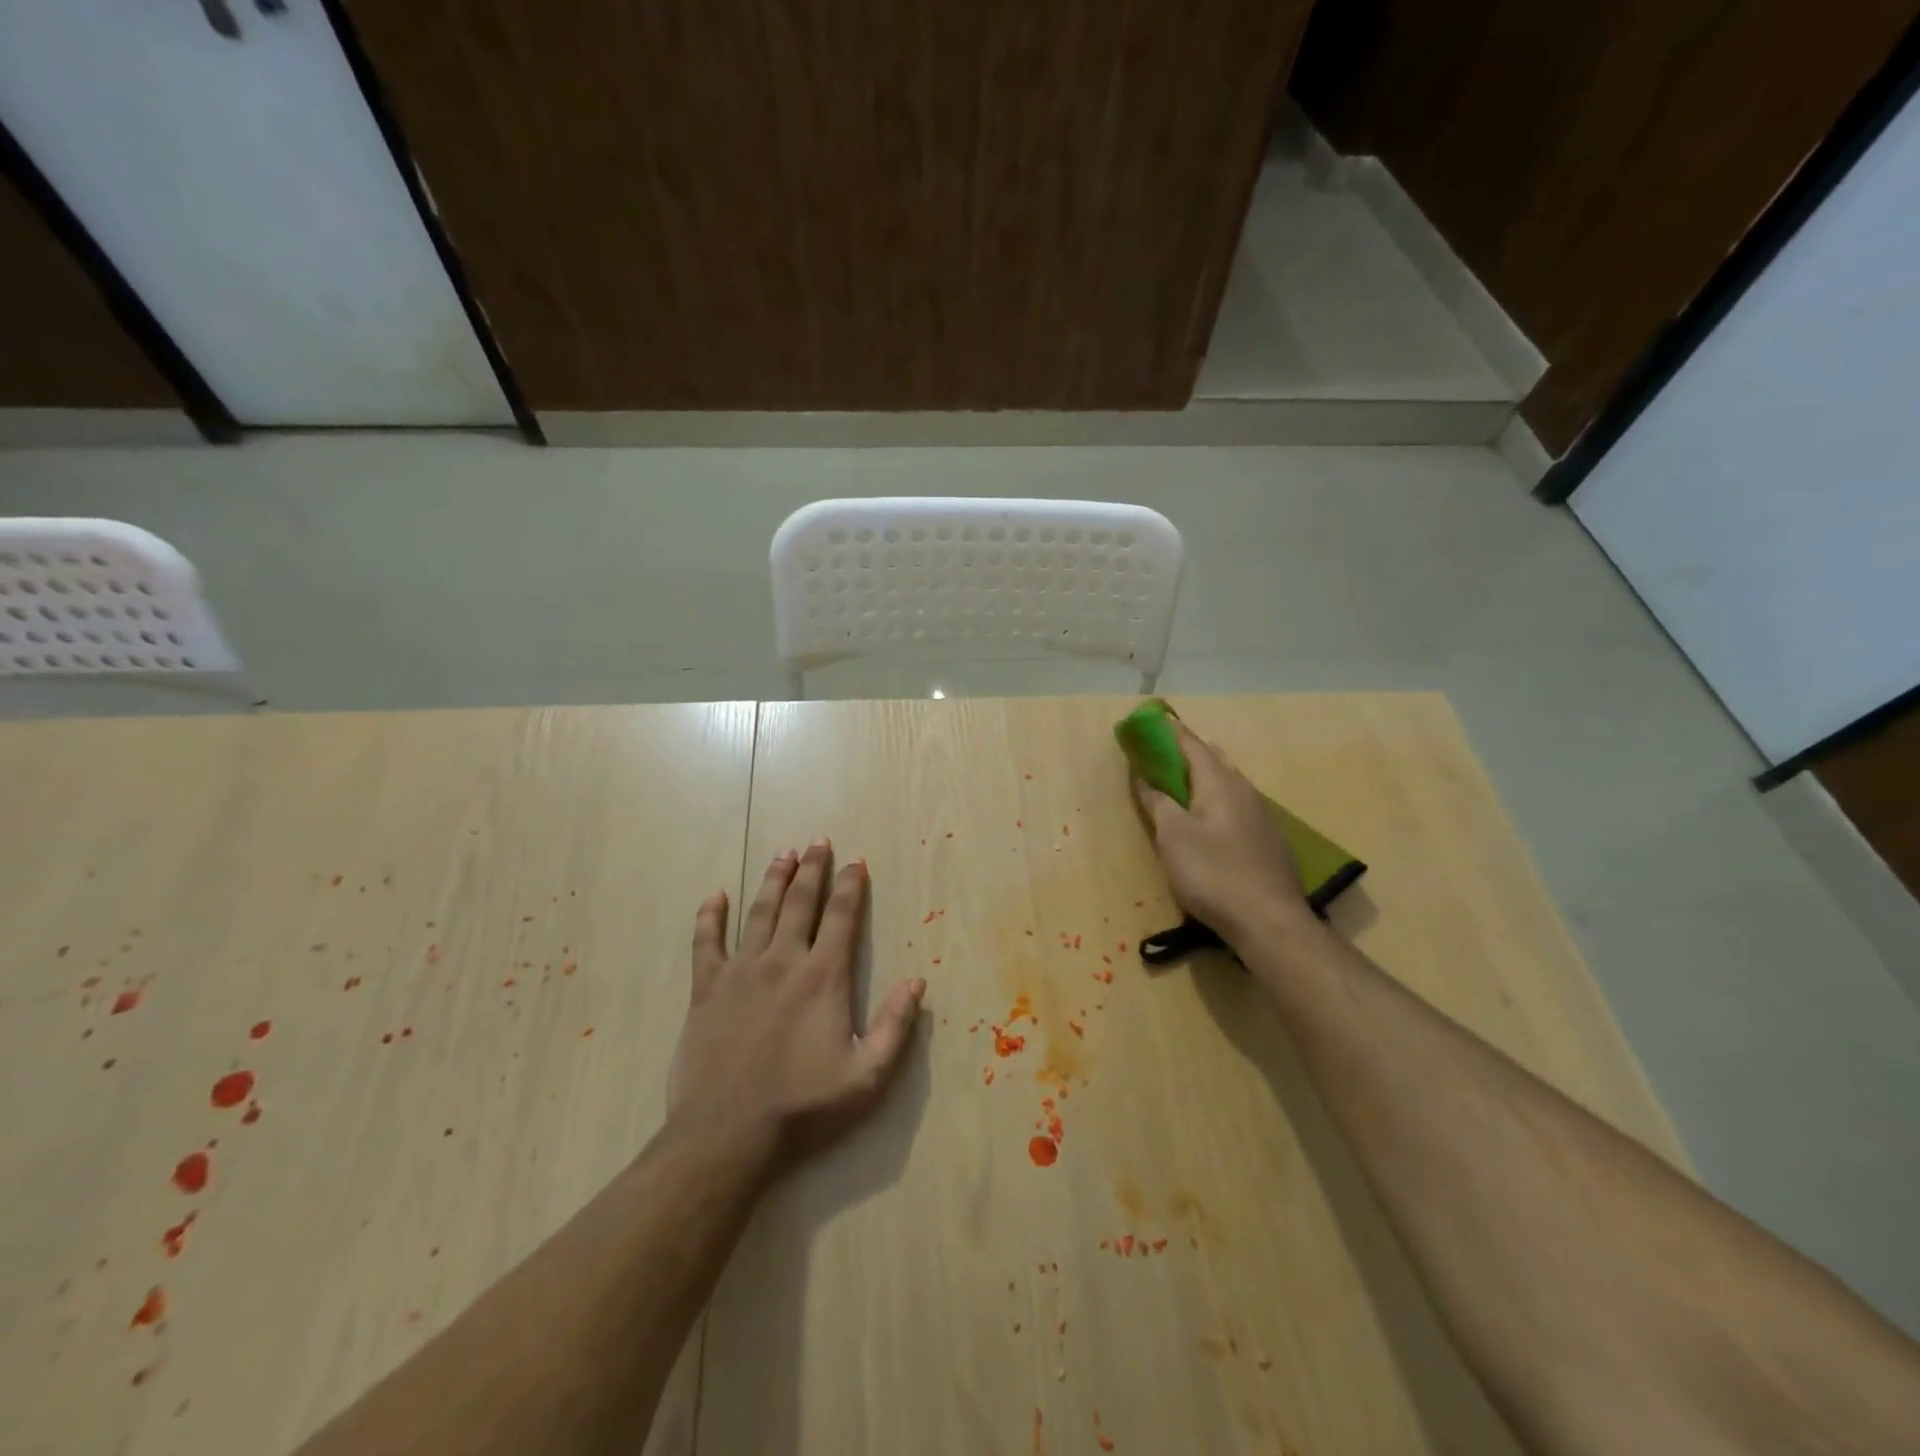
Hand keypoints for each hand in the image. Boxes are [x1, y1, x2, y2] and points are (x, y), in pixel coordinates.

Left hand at [666, 840, 925, 1175]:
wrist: (727, 1135)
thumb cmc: (803, 1107)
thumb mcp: (867, 1077)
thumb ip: (896, 1027)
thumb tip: (917, 982)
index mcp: (823, 977)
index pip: (842, 917)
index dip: (851, 886)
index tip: (856, 861)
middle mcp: (783, 961)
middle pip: (801, 902)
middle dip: (813, 869)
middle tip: (818, 841)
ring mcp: (741, 972)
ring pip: (759, 912)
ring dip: (774, 880)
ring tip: (783, 854)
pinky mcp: (706, 989)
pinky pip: (706, 942)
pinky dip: (710, 916)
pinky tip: (715, 896)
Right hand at [1131, 719, 1313, 946]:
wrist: (1269, 921)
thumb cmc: (1213, 872)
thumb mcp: (1172, 836)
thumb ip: (1157, 801)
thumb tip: (1145, 775)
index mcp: (1219, 782)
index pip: (1191, 743)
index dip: (1168, 731)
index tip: (1149, 722)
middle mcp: (1244, 790)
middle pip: (1213, 760)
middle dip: (1186, 753)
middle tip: (1161, 754)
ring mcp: (1260, 815)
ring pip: (1227, 783)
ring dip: (1202, 777)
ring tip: (1179, 784)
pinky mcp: (1266, 840)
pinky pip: (1235, 806)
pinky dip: (1215, 801)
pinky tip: (1207, 821)